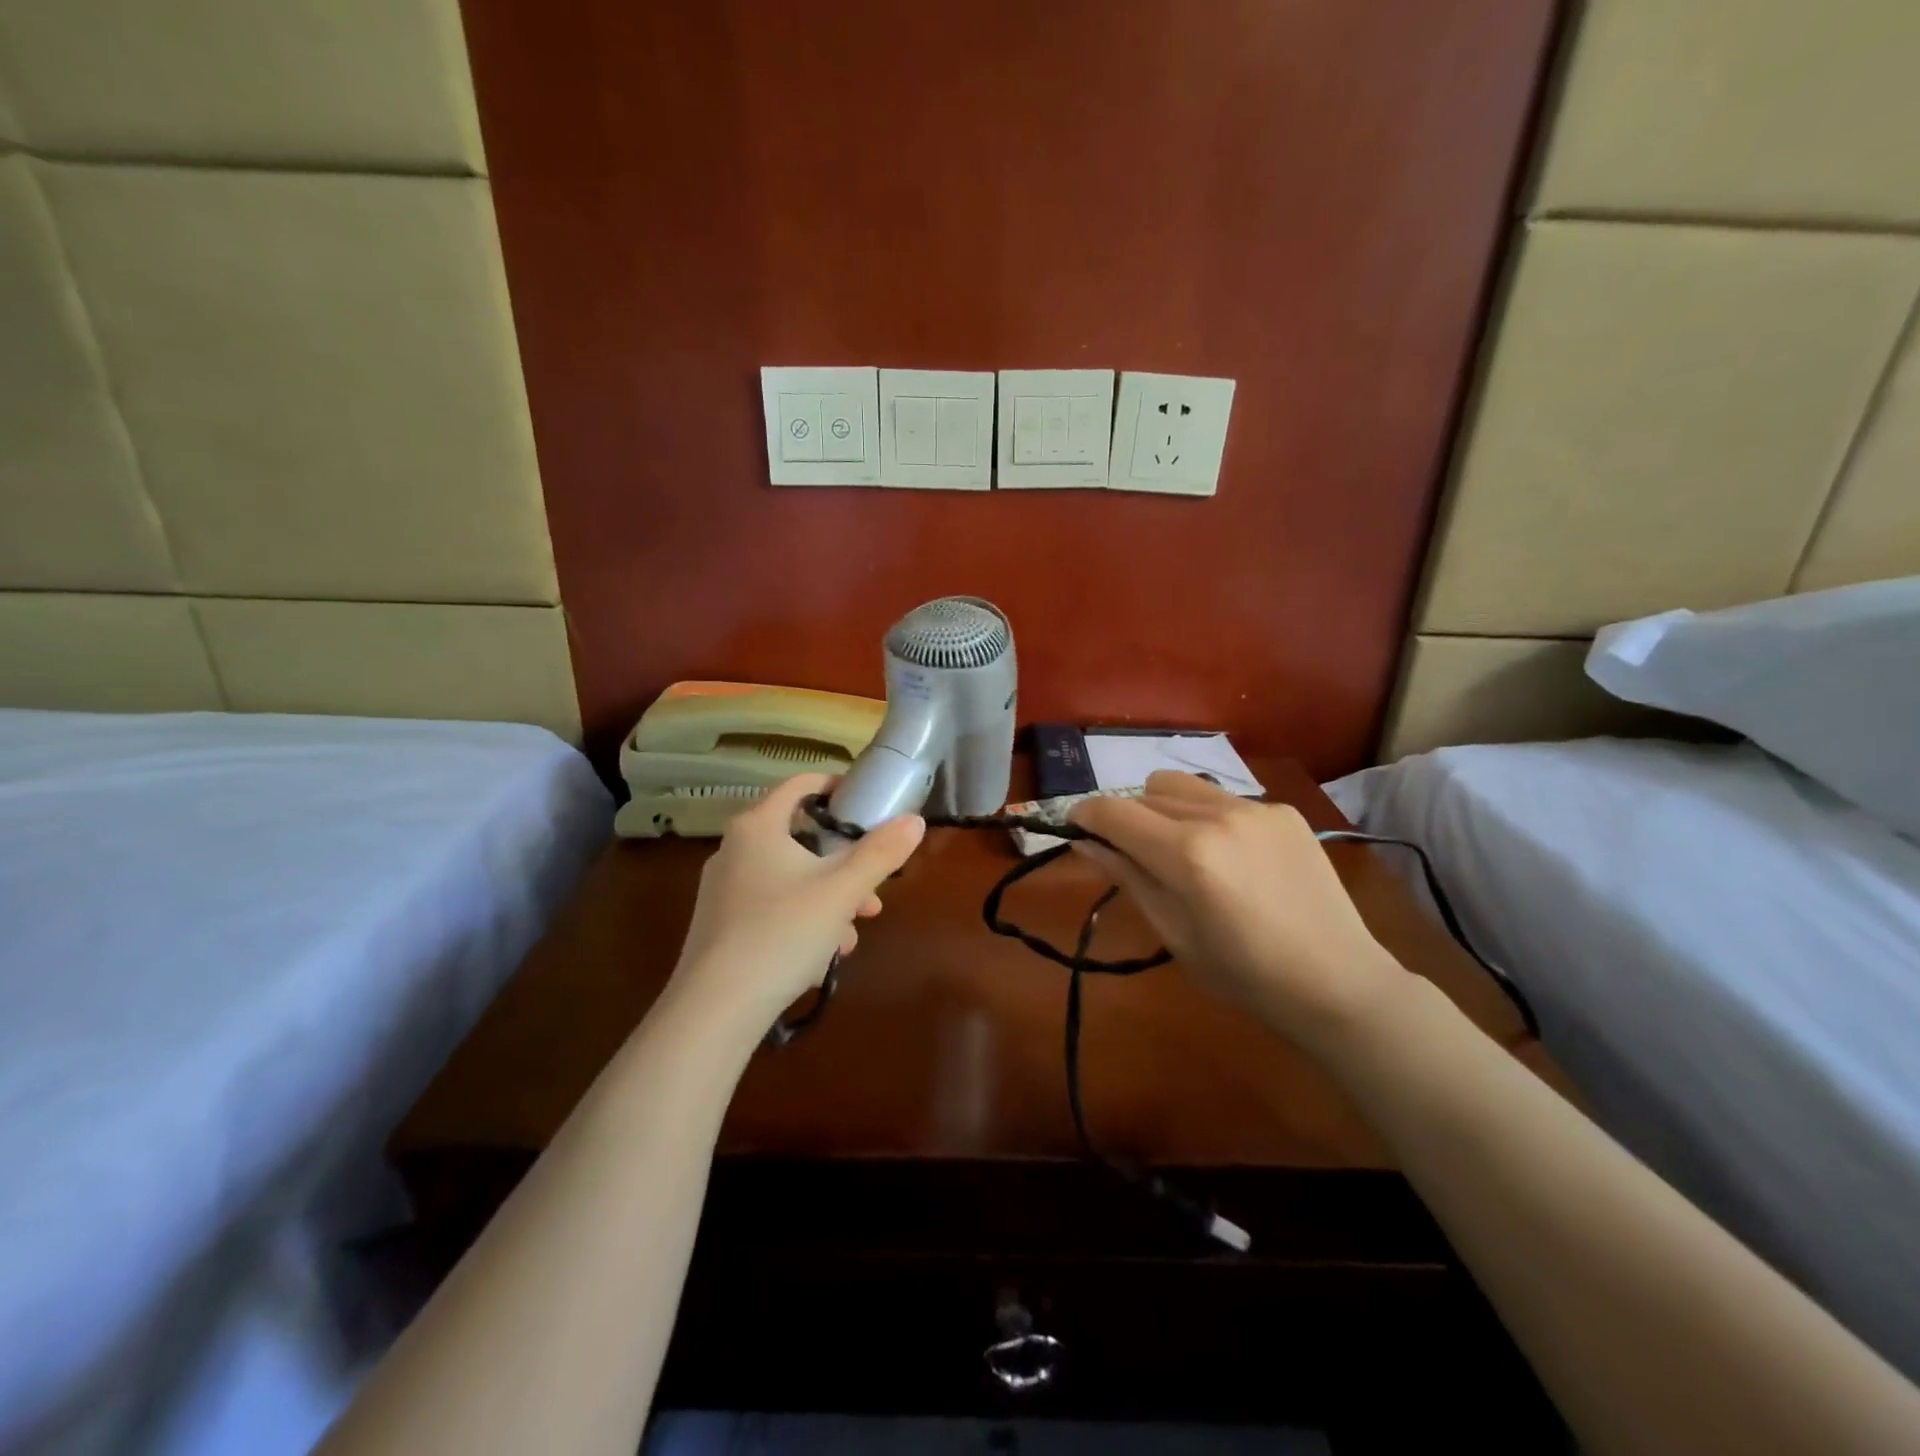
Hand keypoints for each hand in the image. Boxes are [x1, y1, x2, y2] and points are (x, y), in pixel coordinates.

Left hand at [670, 773, 925, 1029]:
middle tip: (872, 888)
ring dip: (828, 897)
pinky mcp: (721, 925)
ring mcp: (723, 890)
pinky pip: (772, 907)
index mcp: (757, 826)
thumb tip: (914, 821)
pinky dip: (802, 919)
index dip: (835, 787)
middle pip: (800, 838)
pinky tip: (823, 955)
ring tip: (854, 931)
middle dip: (843, 863)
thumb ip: (881, 853)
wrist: (716, 1008)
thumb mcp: (842, 891)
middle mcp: (734, 849)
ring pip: (790, 878)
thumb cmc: (783, 932)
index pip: (799, 785)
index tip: (866, 804)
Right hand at [1070, 772, 1406, 1048]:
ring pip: (1182, 785)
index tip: (1076, 828)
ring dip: (1164, 809)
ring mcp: (1255, 808)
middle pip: (1144, 792)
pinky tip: (1231, 857)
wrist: (1337, 980)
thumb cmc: (1244, 973)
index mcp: (1186, 854)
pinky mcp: (1282, 810)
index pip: (1113, 811)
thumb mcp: (1173, 933)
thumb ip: (1127, 878)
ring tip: (1182, 850)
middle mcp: (1218, 815)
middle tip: (1133, 855)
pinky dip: (1208, 817)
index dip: (1085, 815)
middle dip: (1126, 817)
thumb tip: (1084, 844)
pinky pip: (1223, 799)